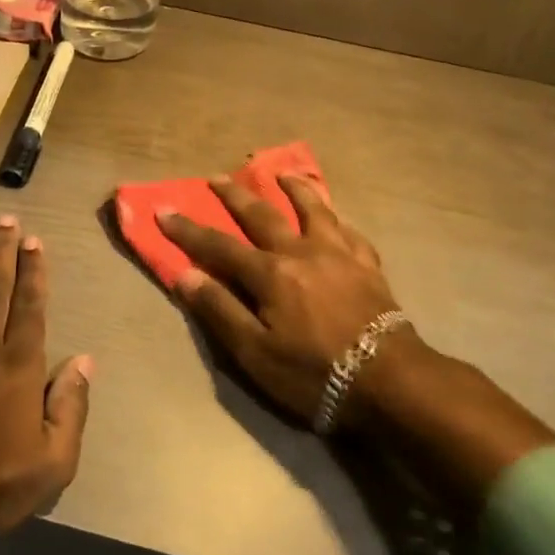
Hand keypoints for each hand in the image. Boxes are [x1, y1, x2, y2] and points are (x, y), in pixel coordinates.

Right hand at [157, 174, 420, 428]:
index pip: (218, 245)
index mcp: (269, 273)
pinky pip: (350, 232)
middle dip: (235, 195)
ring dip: (294, 189)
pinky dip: (337, 219)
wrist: (390, 381)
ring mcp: (339, 255)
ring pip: (313, 210)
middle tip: (217, 177)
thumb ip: (220, 311)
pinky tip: (336, 217)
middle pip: (262, 215)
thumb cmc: (315, 373)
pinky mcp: (368, 266)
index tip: (163, 210)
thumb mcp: (255, 353)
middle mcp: (301, 252)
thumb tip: (185, 275)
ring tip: (282, 173)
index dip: (188, 229)